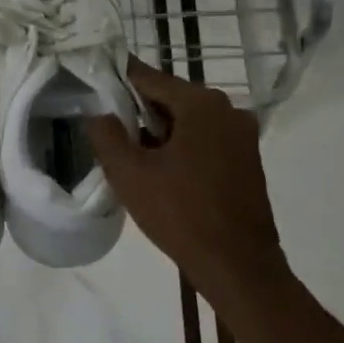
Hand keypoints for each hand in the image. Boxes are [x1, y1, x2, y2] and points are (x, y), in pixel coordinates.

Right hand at [88, 58, 288, 298]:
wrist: (237, 265)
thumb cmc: (180, 213)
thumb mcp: (129, 173)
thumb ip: (107, 135)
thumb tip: (100, 114)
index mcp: (201, 104)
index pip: (150, 78)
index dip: (120, 80)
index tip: (96, 83)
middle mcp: (228, 109)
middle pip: (171, 99)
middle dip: (140, 111)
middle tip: (109, 128)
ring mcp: (242, 136)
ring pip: (189, 121)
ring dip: (161, 132)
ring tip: (132, 154)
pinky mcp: (248, 160)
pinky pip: (206, 140)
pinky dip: (182, 147)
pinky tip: (162, 171)